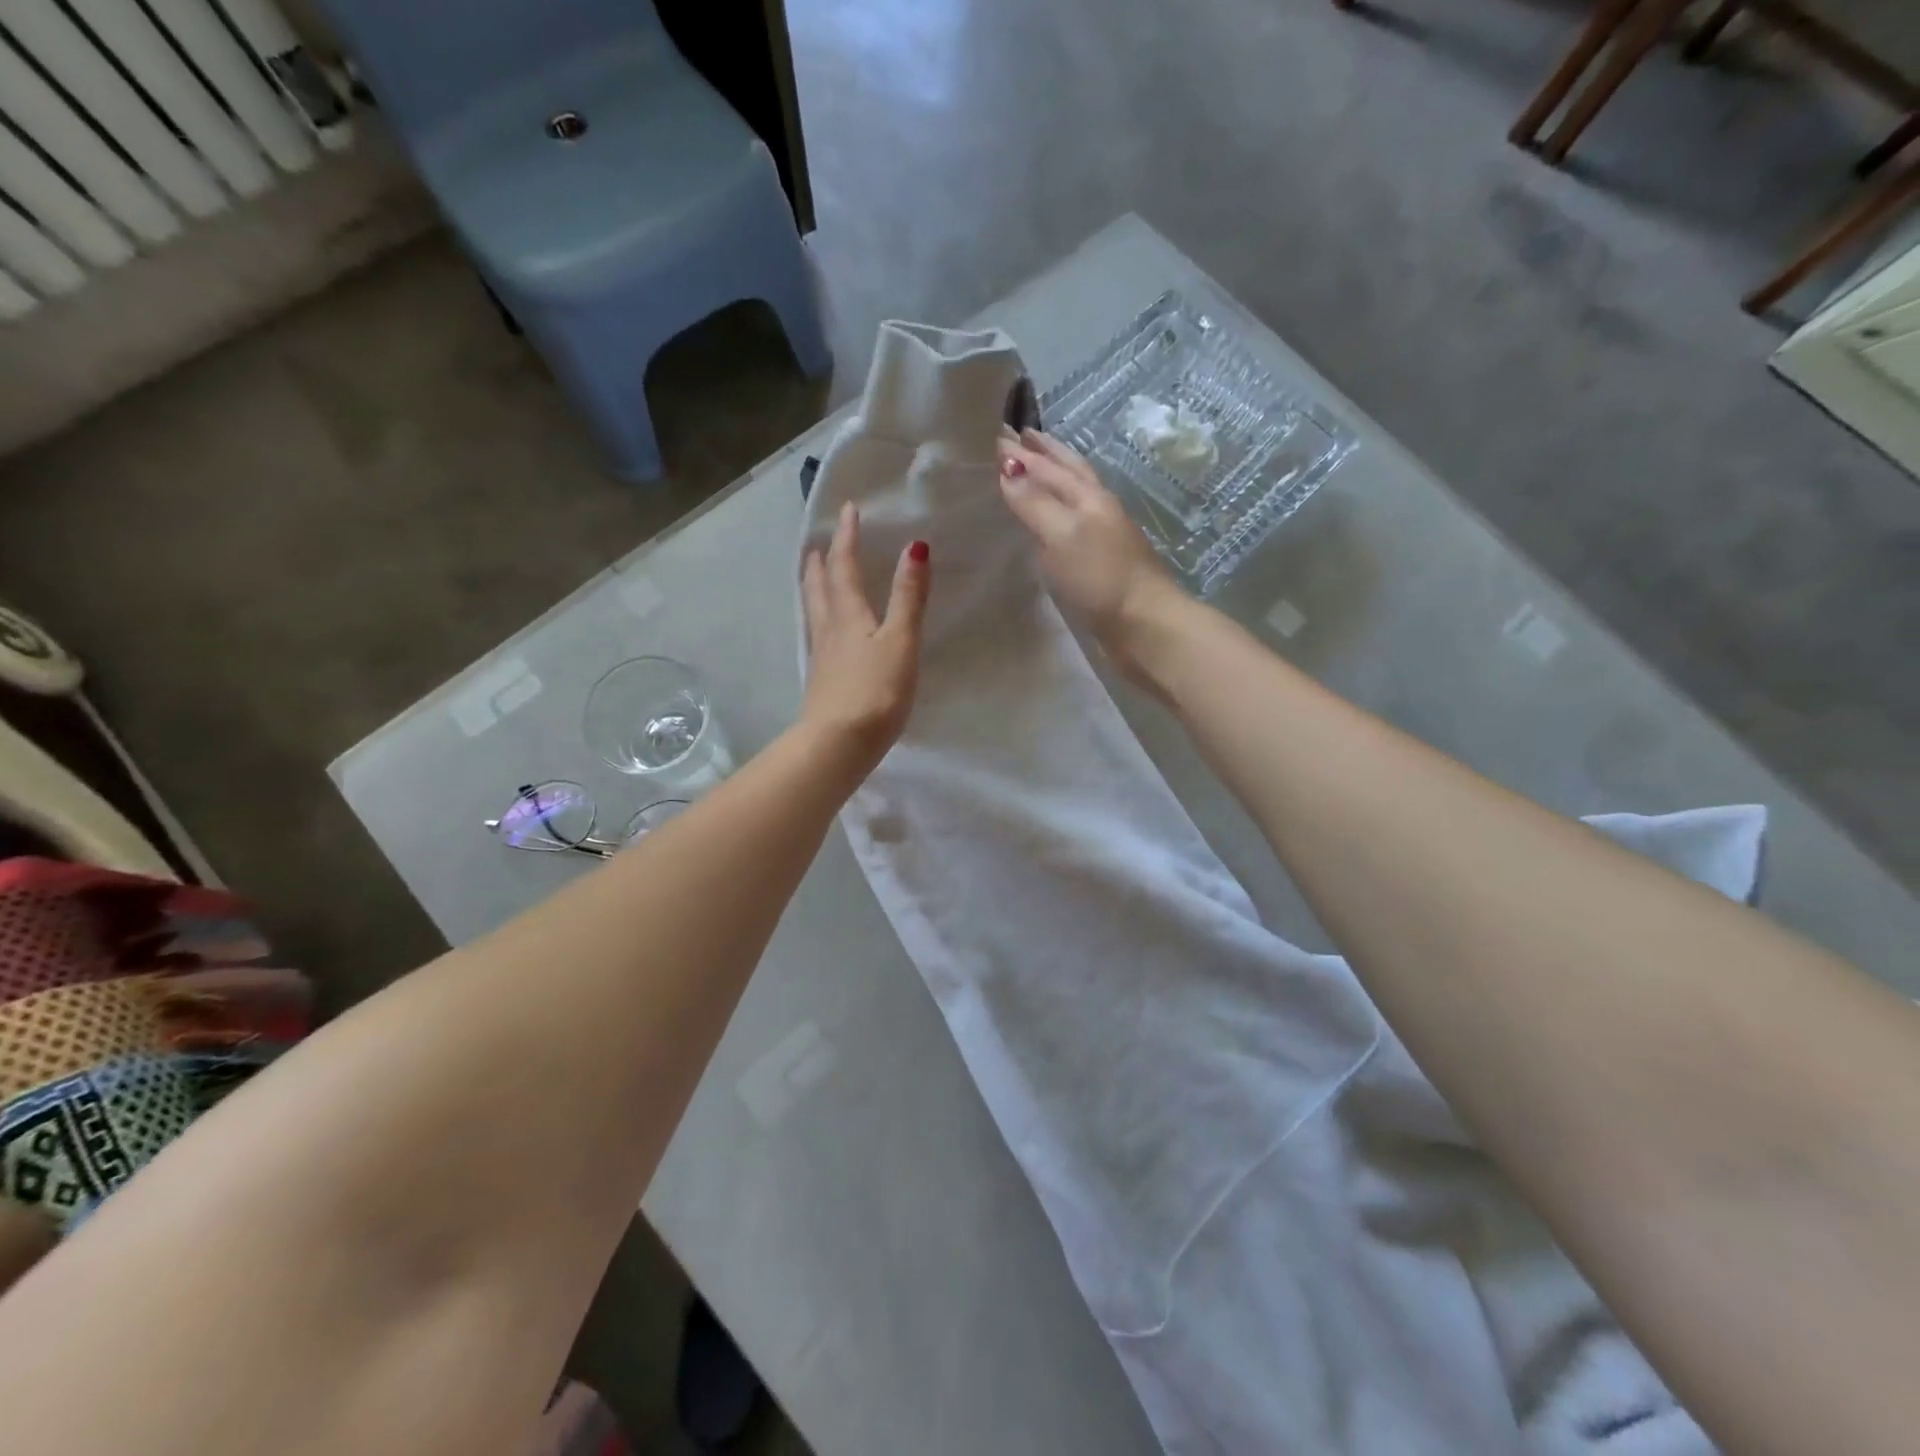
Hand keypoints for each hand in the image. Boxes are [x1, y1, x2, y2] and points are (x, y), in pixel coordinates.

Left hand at [800, 502, 929, 780]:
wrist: (839, 744)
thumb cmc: (876, 691)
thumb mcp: (900, 640)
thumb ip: (908, 597)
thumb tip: (914, 546)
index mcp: (848, 615)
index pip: (844, 566)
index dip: (847, 537)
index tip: (848, 509)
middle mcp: (829, 629)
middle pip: (820, 586)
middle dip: (822, 560)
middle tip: (818, 542)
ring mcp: (822, 656)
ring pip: (815, 611)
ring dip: (814, 587)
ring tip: (813, 574)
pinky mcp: (822, 680)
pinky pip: (818, 635)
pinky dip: (820, 618)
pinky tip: (825, 631)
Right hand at [997, 429, 1175, 642]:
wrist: (1144, 624)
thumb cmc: (1100, 577)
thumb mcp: (1062, 535)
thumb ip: (1035, 503)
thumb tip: (1007, 469)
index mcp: (1088, 496)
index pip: (1050, 465)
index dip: (1023, 453)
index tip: (996, 435)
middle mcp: (1098, 507)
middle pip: (1070, 471)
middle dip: (1045, 453)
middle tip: (1021, 436)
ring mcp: (1104, 534)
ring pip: (1075, 494)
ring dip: (1054, 477)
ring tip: (1035, 470)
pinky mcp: (1103, 561)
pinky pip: (1074, 523)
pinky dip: (1058, 510)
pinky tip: (1050, 521)